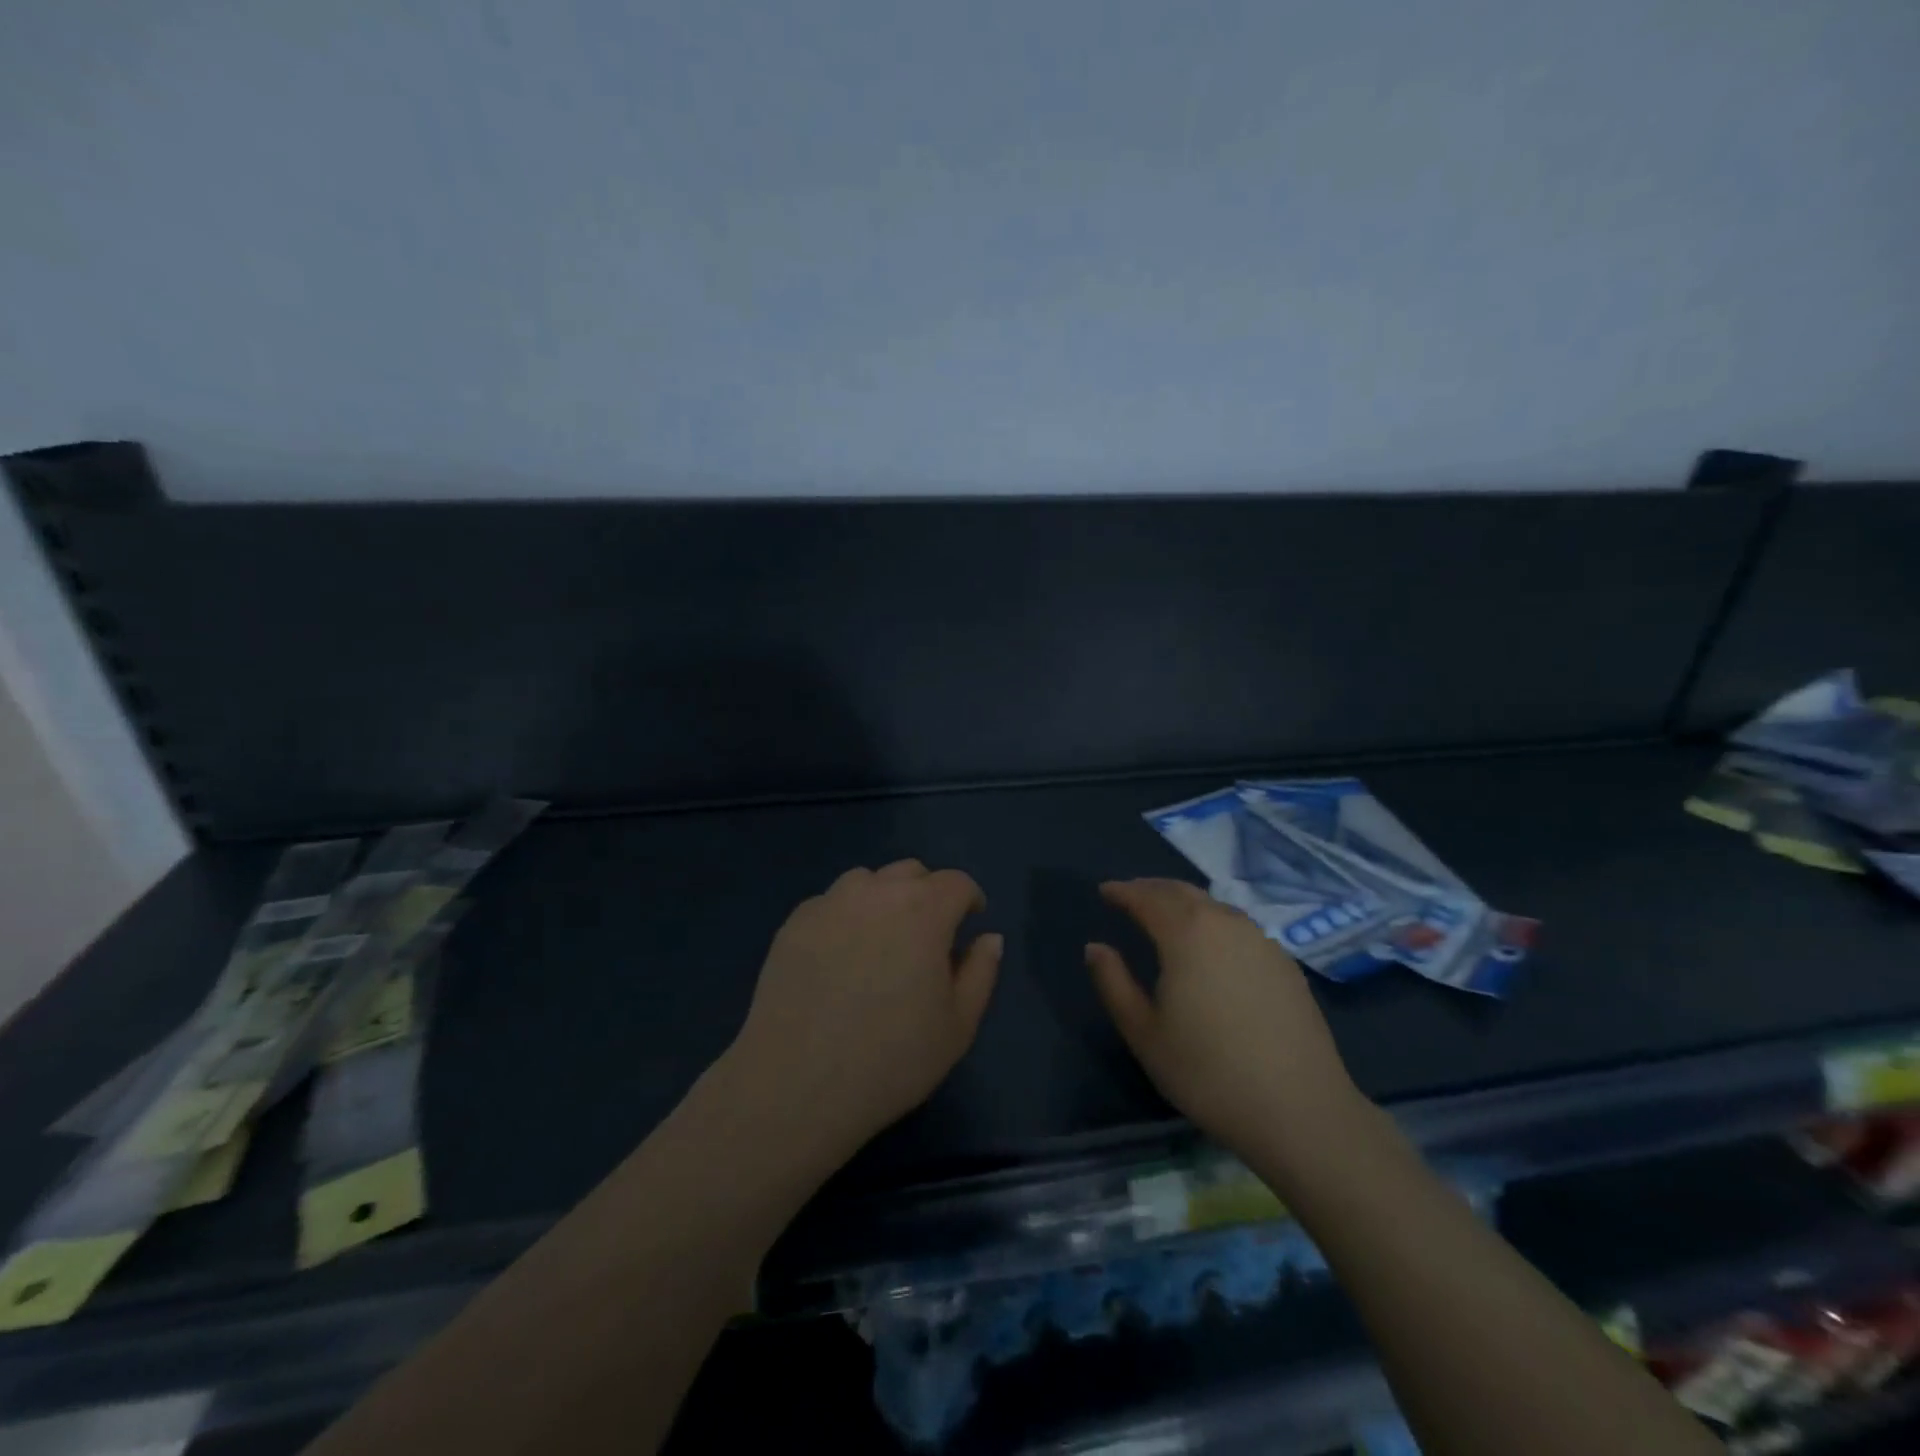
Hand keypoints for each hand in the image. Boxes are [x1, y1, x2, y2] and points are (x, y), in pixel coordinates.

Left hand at [725, 860, 1002, 1158]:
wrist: (796, 1084)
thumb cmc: (891, 1059)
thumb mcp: (957, 1026)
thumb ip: (981, 972)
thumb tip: (989, 937)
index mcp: (924, 910)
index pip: (956, 883)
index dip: (969, 899)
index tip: (970, 921)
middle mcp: (877, 892)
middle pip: (912, 873)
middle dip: (928, 894)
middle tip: (927, 936)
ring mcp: (830, 903)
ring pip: (867, 881)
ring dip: (884, 898)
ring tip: (881, 941)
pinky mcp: (794, 922)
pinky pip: (831, 903)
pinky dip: (846, 917)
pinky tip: (839, 957)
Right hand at [1085, 878, 1362, 1161]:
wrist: (1300, 1109)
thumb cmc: (1208, 1072)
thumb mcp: (1144, 1032)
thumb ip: (1113, 983)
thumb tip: (1095, 947)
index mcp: (1187, 934)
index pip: (1147, 898)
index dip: (1123, 892)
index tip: (1104, 891)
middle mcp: (1225, 924)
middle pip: (1182, 892)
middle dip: (1152, 889)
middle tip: (1131, 895)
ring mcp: (1261, 941)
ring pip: (1214, 906)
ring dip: (1184, 902)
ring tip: (1166, 915)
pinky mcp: (1285, 963)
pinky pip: (1238, 926)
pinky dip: (1213, 921)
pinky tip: (1211, 944)